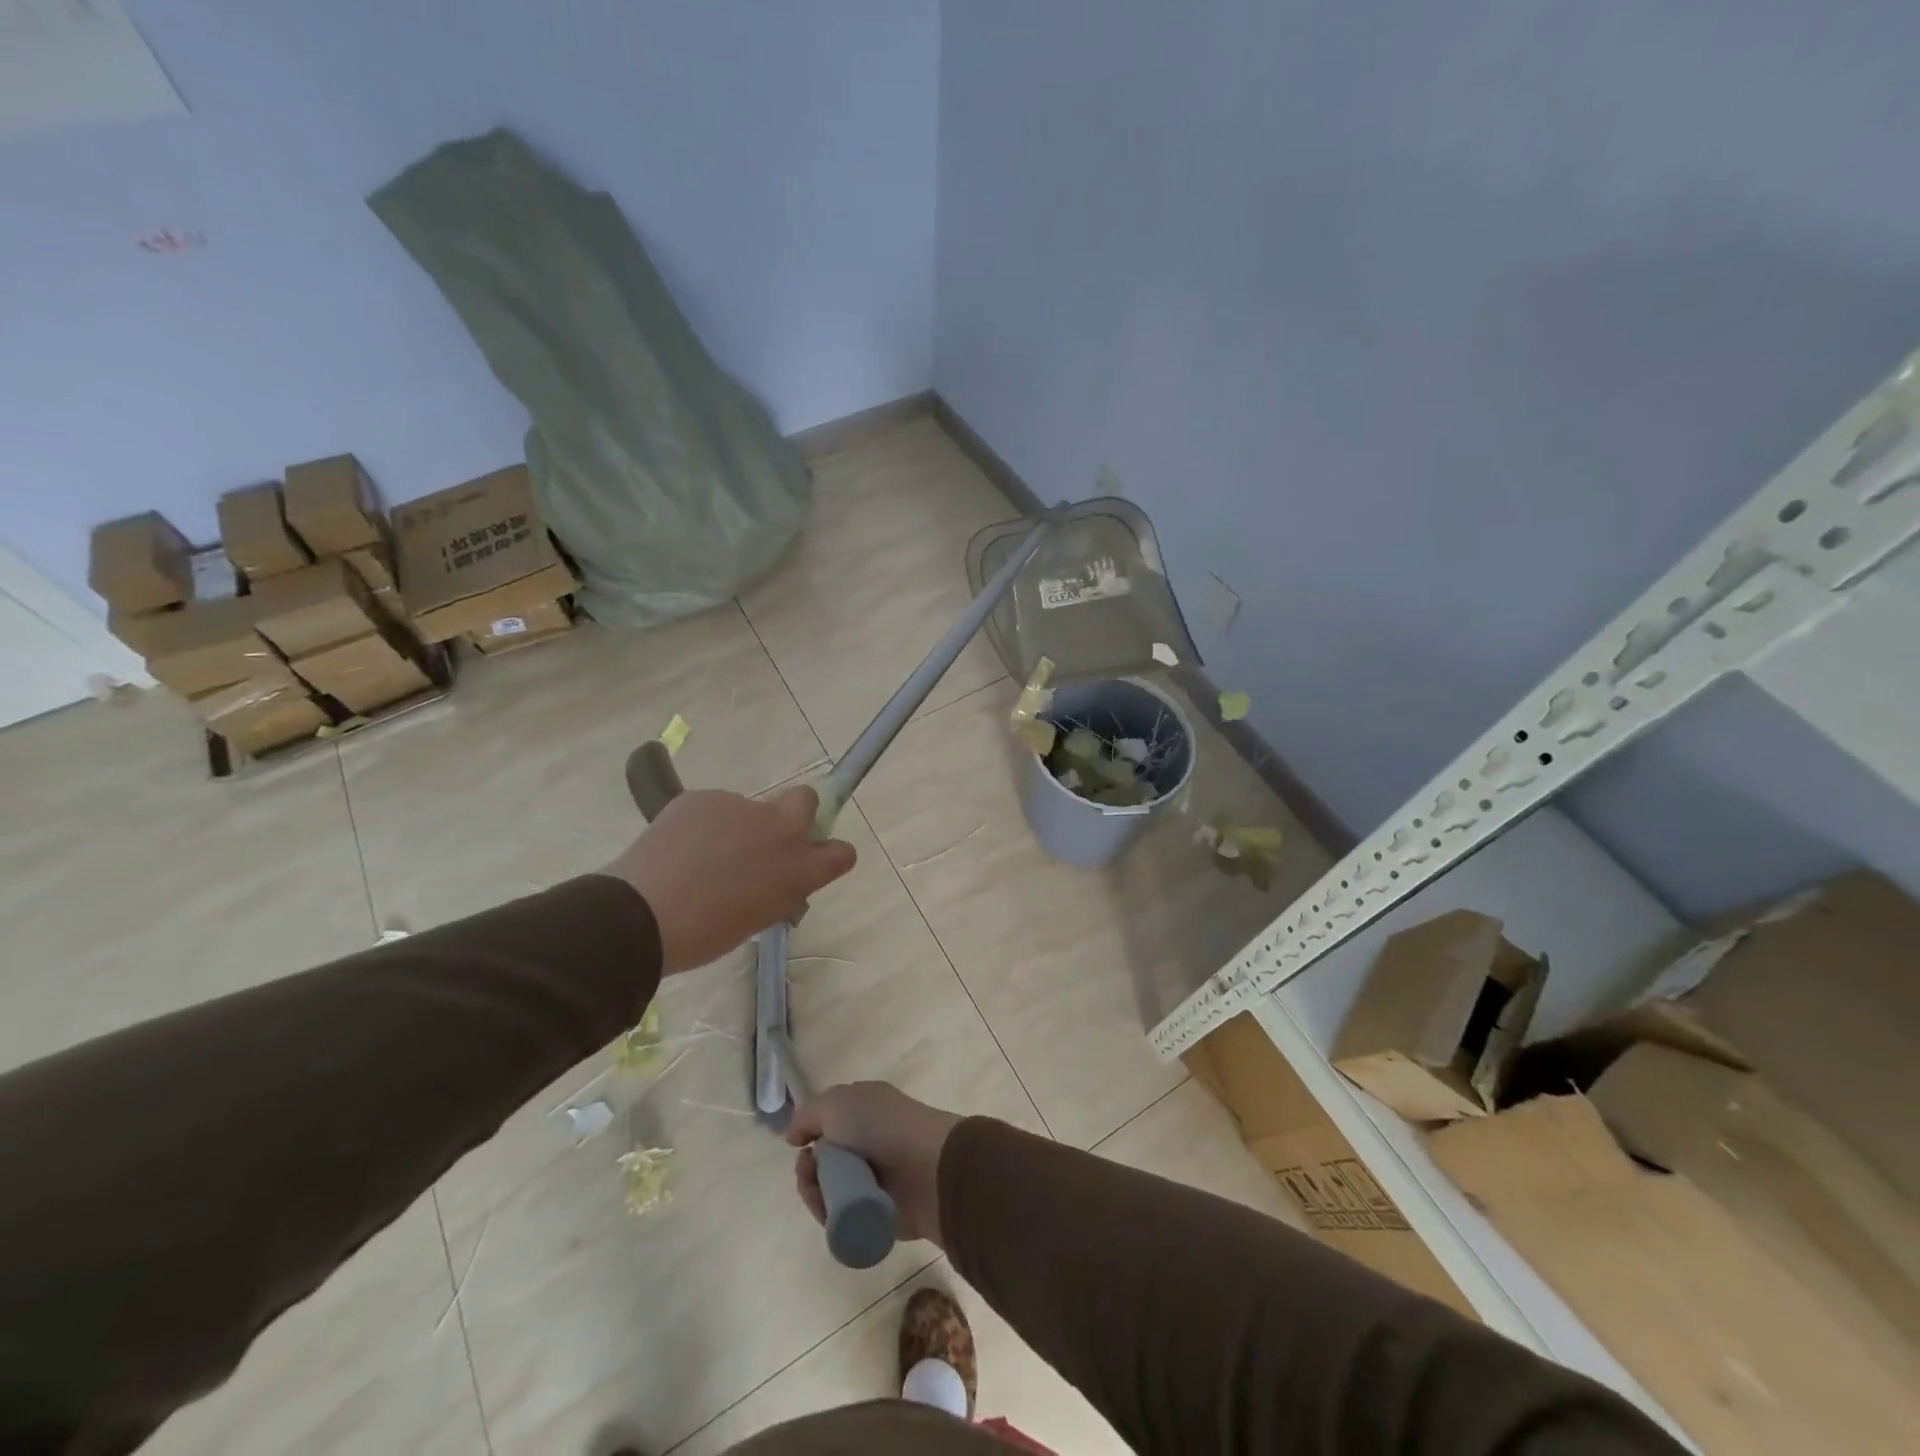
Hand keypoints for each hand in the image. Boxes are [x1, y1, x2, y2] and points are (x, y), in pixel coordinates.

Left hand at [603, 784, 855, 973]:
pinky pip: (714, 807)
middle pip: (806, 799)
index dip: (828, 855)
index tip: (810, 864)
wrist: (641, 915)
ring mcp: (741, 807)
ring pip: (750, 808)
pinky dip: (704, 824)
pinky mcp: (704, 797)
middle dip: (796, 813)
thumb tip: (777, 882)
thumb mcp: (757, 920)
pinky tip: (679, 849)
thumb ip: (778, 892)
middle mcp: (780, 829)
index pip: (842, 852)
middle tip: (765, 842)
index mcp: (799, 868)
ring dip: (738, 826)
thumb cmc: (705, 934)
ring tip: (702, 858)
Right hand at [787, 1082, 960, 1244]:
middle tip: (808, 1171)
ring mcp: (872, 1180)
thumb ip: (808, 1116)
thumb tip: (794, 1137)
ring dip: (815, 1193)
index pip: (828, 1123)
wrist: (926, 1168)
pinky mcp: (874, 1215)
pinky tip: (828, 1212)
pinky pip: (840, 1219)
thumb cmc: (881, 1126)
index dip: (811, 1134)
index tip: (800, 1144)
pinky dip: (829, 1216)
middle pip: (823, 1162)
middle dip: (808, 1169)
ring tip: (818, 1193)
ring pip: (828, 1191)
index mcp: (864, 1111)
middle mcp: (868, 1143)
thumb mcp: (836, 1103)